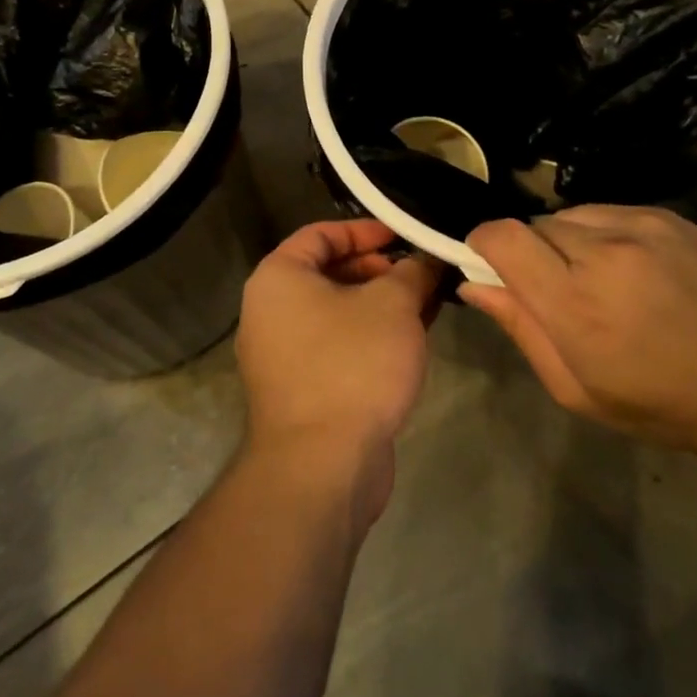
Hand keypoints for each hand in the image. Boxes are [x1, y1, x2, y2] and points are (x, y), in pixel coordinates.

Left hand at [236, 221, 442, 523]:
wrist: (323, 466)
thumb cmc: (352, 364)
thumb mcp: (393, 305)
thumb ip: (412, 272)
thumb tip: (426, 260)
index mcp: (278, 278)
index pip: (320, 234)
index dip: (364, 230)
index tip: (403, 237)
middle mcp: (270, 311)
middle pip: (328, 273)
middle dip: (378, 270)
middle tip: (419, 274)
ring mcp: (283, 355)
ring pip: (337, 313)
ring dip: (379, 305)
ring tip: (425, 303)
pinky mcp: (302, 390)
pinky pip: (337, 347)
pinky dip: (370, 337)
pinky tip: (410, 341)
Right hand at [459, 206, 696, 454]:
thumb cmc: (665, 403)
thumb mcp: (580, 390)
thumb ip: (522, 330)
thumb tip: (474, 286)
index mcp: (575, 304)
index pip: (502, 237)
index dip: (483, 244)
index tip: (489, 265)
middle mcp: (602, 251)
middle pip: (533, 226)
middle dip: (531, 253)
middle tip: (558, 291)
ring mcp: (638, 226)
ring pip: (569, 216)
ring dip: (567, 242)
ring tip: (599, 279)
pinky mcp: (665, 215)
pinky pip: (607, 211)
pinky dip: (602, 233)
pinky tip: (631, 267)